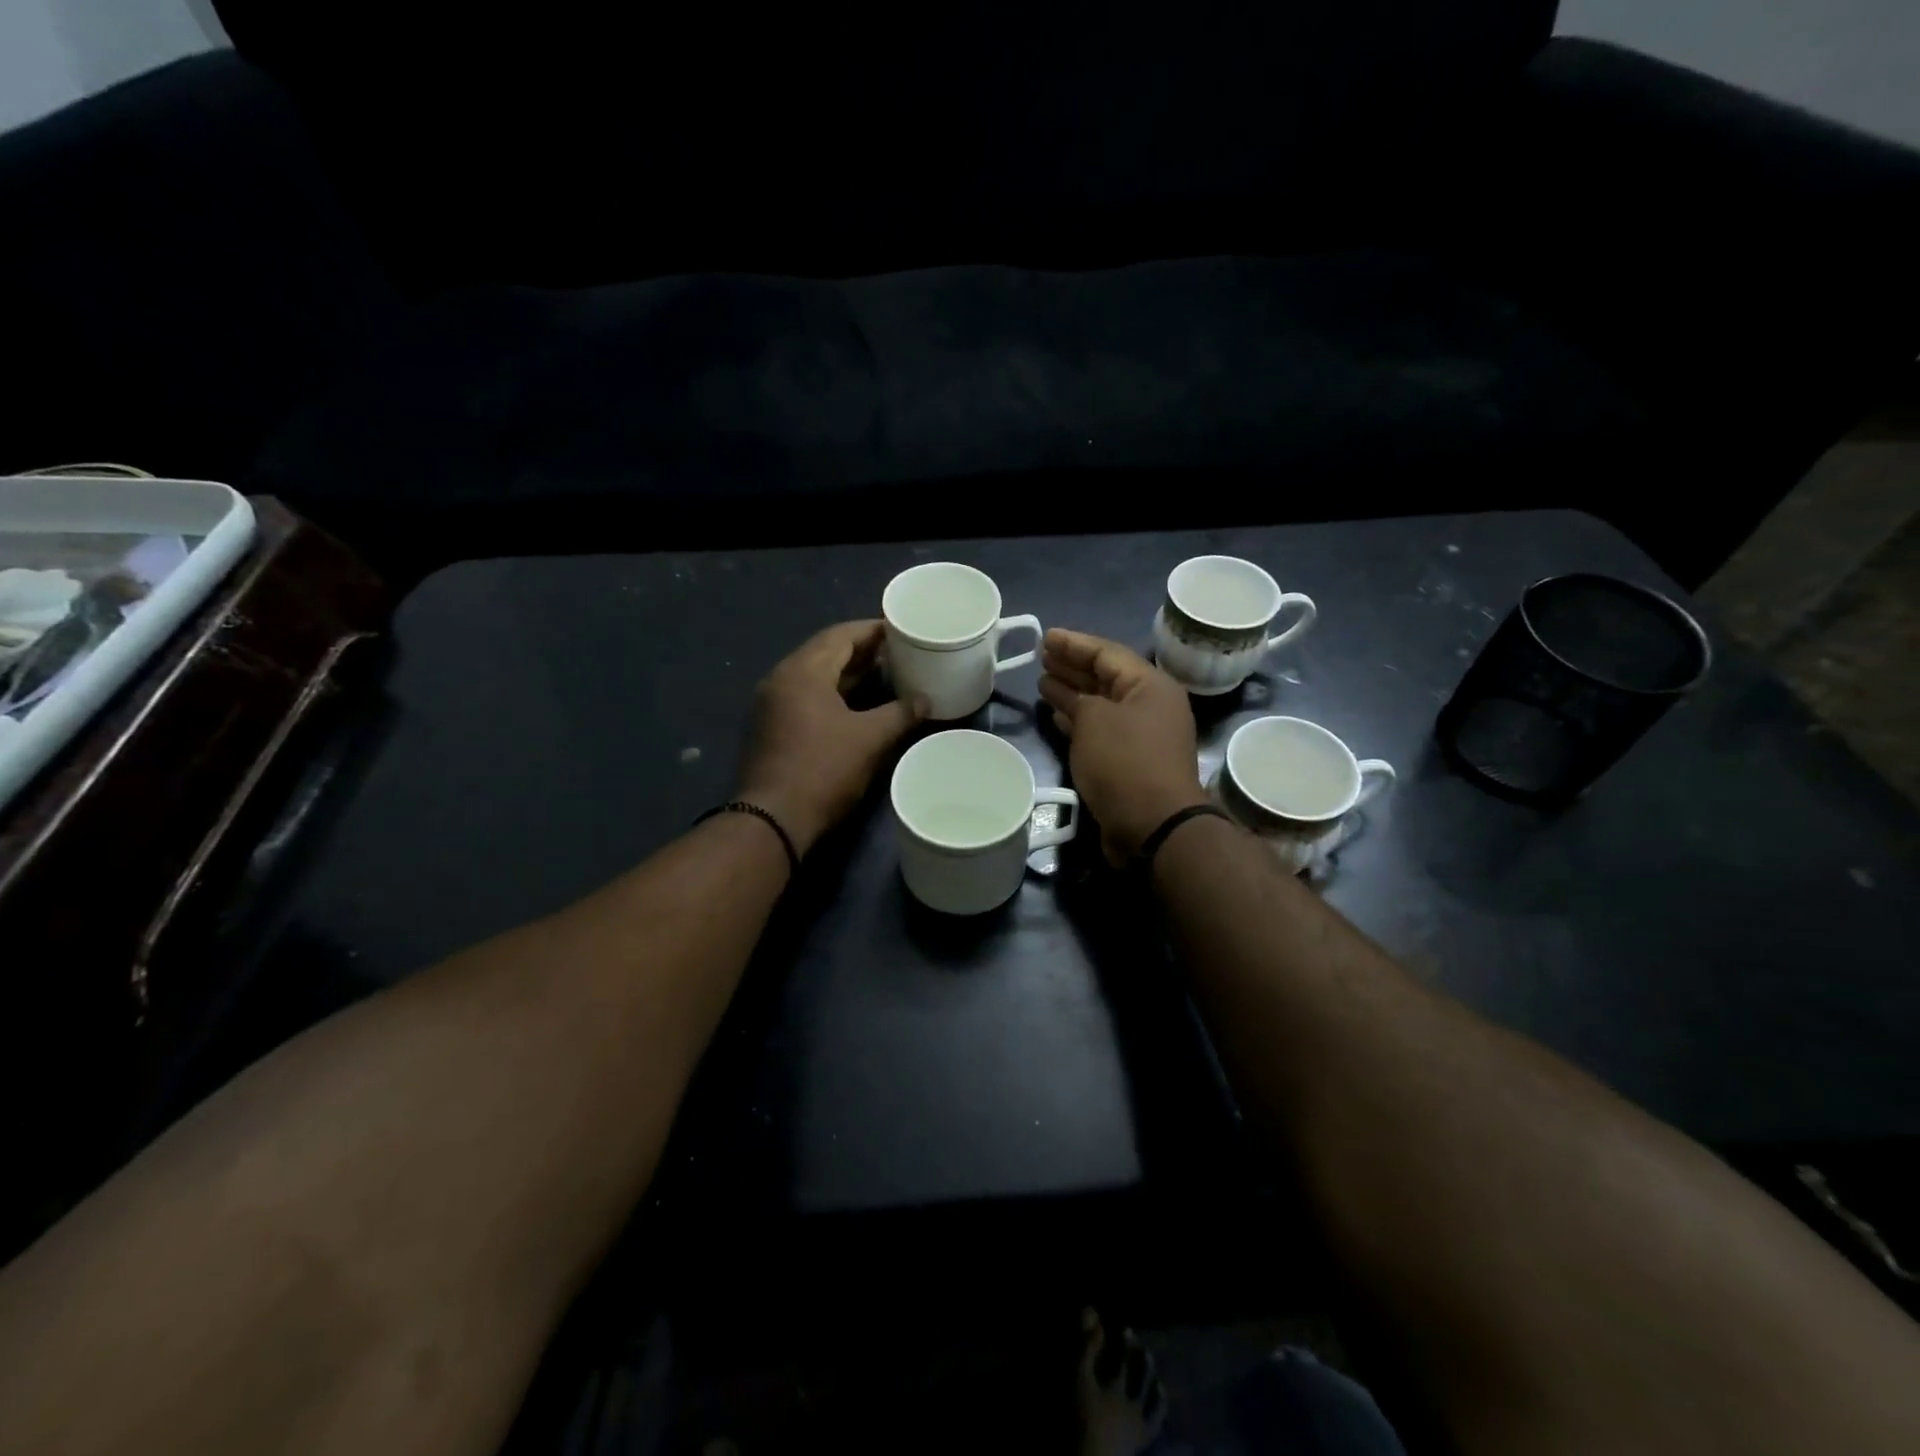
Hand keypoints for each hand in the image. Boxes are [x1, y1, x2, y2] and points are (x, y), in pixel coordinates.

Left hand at [736, 620, 927, 855]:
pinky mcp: (770, 729)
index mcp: (802, 671)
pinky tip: (856, 705)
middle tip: (898, 651)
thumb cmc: (823, 770)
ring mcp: (771, 705)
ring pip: (814, 677)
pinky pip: (806, 697)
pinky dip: (832, 693)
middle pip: (825, 652)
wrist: (772, 820)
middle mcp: (780, 679)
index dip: (873, 630)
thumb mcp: (870, 739)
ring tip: (883, 674)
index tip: (902, 629)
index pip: (841, 635)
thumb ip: (901, 713)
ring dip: (847, 673)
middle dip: (862, 651)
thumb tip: (926, 701)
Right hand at [1038, 629, 1208, 864]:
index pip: (1108, 653)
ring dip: (1073, 693)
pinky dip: (1079, 721)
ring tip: (1043, 682)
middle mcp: (1150, 706)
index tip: (1045, 637)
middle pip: (1106, 677)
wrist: (1154, 824)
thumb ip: (1077, 700)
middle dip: (1073, 666)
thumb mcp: (1095, 719)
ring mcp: (1142, 735)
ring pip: (1102, 704)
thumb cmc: (1124, 762)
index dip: (1074, 643)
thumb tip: (1067, 696)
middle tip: (1041, 656)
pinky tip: (1057, 716)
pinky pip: (1101, 729)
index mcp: (1150, 686)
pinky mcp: (1131, 761)